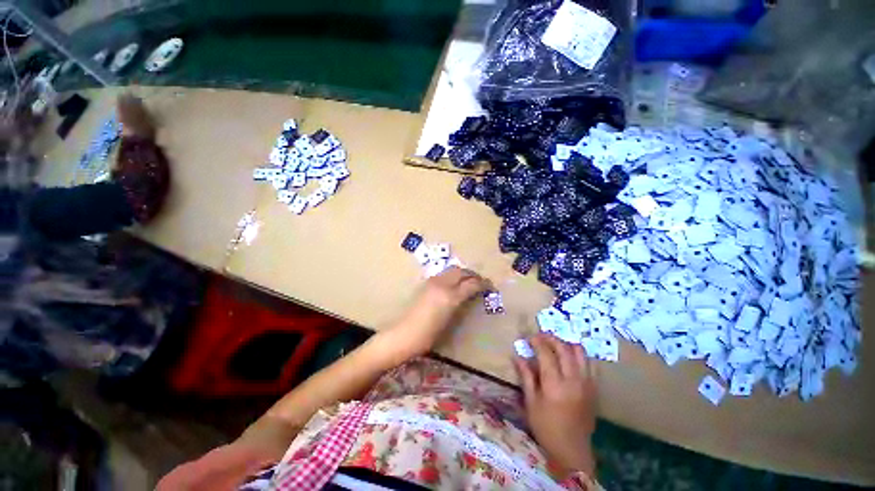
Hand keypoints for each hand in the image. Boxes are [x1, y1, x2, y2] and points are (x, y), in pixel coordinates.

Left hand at [384, 267, 489, 358]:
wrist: (403, 335)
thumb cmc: (428, 335)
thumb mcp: (450, 321)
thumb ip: (461, 304)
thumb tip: (470, 295)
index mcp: (450, 296)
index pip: (471, 283)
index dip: (483, 284)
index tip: (491, 286)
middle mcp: (441, 284)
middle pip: (461, 271)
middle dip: (473, 274)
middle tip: (481, 282)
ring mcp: (432, 282)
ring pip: (451, 269)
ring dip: (462, 273)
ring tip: (469, 282)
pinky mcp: (425, 284)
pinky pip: (443, 274)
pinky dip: (453, 275)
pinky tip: (455, 284)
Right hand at [514, 333, 596, 476]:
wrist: (572, 450)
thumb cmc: (546, 427)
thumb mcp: (531, 402)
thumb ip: (526, 376)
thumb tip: (517, 356)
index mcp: (554, 384)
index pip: (546, 353)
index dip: (537, 341)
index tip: (529, 337)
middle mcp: (573, 380)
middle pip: (564, 349)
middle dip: (551, 338)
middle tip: (541, 336)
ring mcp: (586, 383)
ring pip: (580, 353)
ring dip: (566, 344)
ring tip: (556, 344)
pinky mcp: (594, 388)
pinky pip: (590, 364)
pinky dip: (579, 355)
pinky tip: (570, 357)